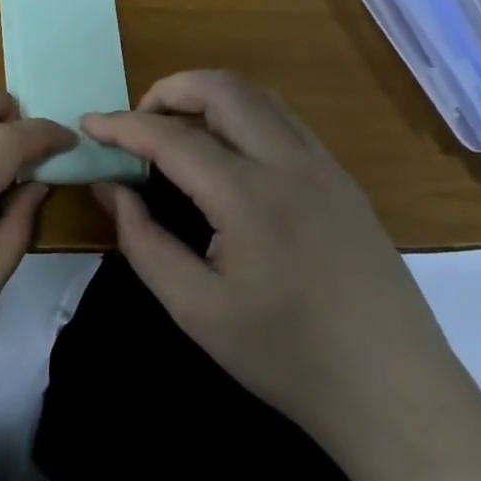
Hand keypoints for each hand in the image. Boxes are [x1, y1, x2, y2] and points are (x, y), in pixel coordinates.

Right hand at [83, 71, 480, 472]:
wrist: (393, 391)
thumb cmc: (284, 356)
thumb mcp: (194, 308)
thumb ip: (142, 239)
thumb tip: (109, 186)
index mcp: (249, 196)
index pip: (171, 137)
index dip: (122, 125)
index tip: (87, 125)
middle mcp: (291, 163)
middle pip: (223, 89)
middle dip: (169, 90)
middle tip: (135, 124)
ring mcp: (325, 167)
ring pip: (259, 97)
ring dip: (208, 97)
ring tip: (174, 132)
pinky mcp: (343, 180)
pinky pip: (284, 121)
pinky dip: (241, 116)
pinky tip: (225, 156)